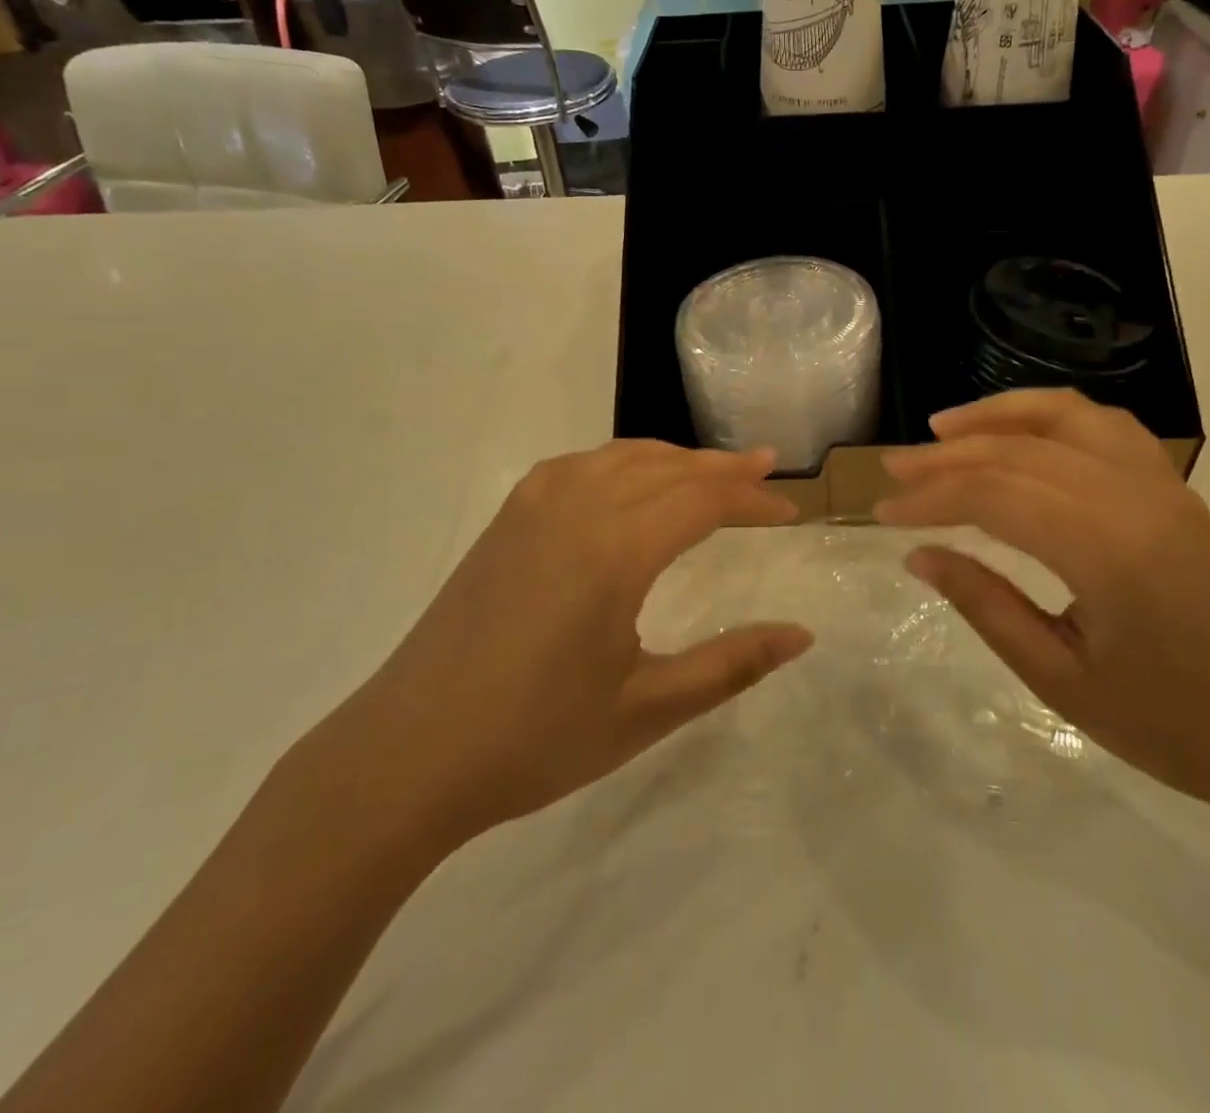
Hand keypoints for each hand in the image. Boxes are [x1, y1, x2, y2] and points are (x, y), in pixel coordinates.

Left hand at [320, 441, 810, 855]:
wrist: (408, 753)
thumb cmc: (534, 738)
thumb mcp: (647, 709)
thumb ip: (731, 665)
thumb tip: (801, 635)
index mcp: (615, 550)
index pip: (703, 498)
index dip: (752, 498)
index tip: (790, 510)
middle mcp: (576, 507)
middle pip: (666, 467)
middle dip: (721, 468)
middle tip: (764, 470)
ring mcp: (532, 507)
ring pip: (620, 457)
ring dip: (673, 459)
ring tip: (709, 473)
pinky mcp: (505, 519)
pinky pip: (579, 466)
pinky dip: (621, 462)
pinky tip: (627, 482)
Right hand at [876, 389, 1209, 820]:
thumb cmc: (1176, 727)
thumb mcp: (1061, 681)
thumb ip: (985, 605)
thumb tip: (920, 555)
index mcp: (1107, 551)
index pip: (994, 496)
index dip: (930, 498)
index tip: (883, 511)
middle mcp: (1135, 498)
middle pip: (1019, 452)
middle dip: (946, 456)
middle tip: (892, 468)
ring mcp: (1162, 485)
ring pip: (1065, 417)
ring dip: (998, 415)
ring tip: (944, 427)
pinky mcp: (1175, 488)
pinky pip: (1105, 427)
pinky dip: (1051, 417)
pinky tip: (1020, 434)